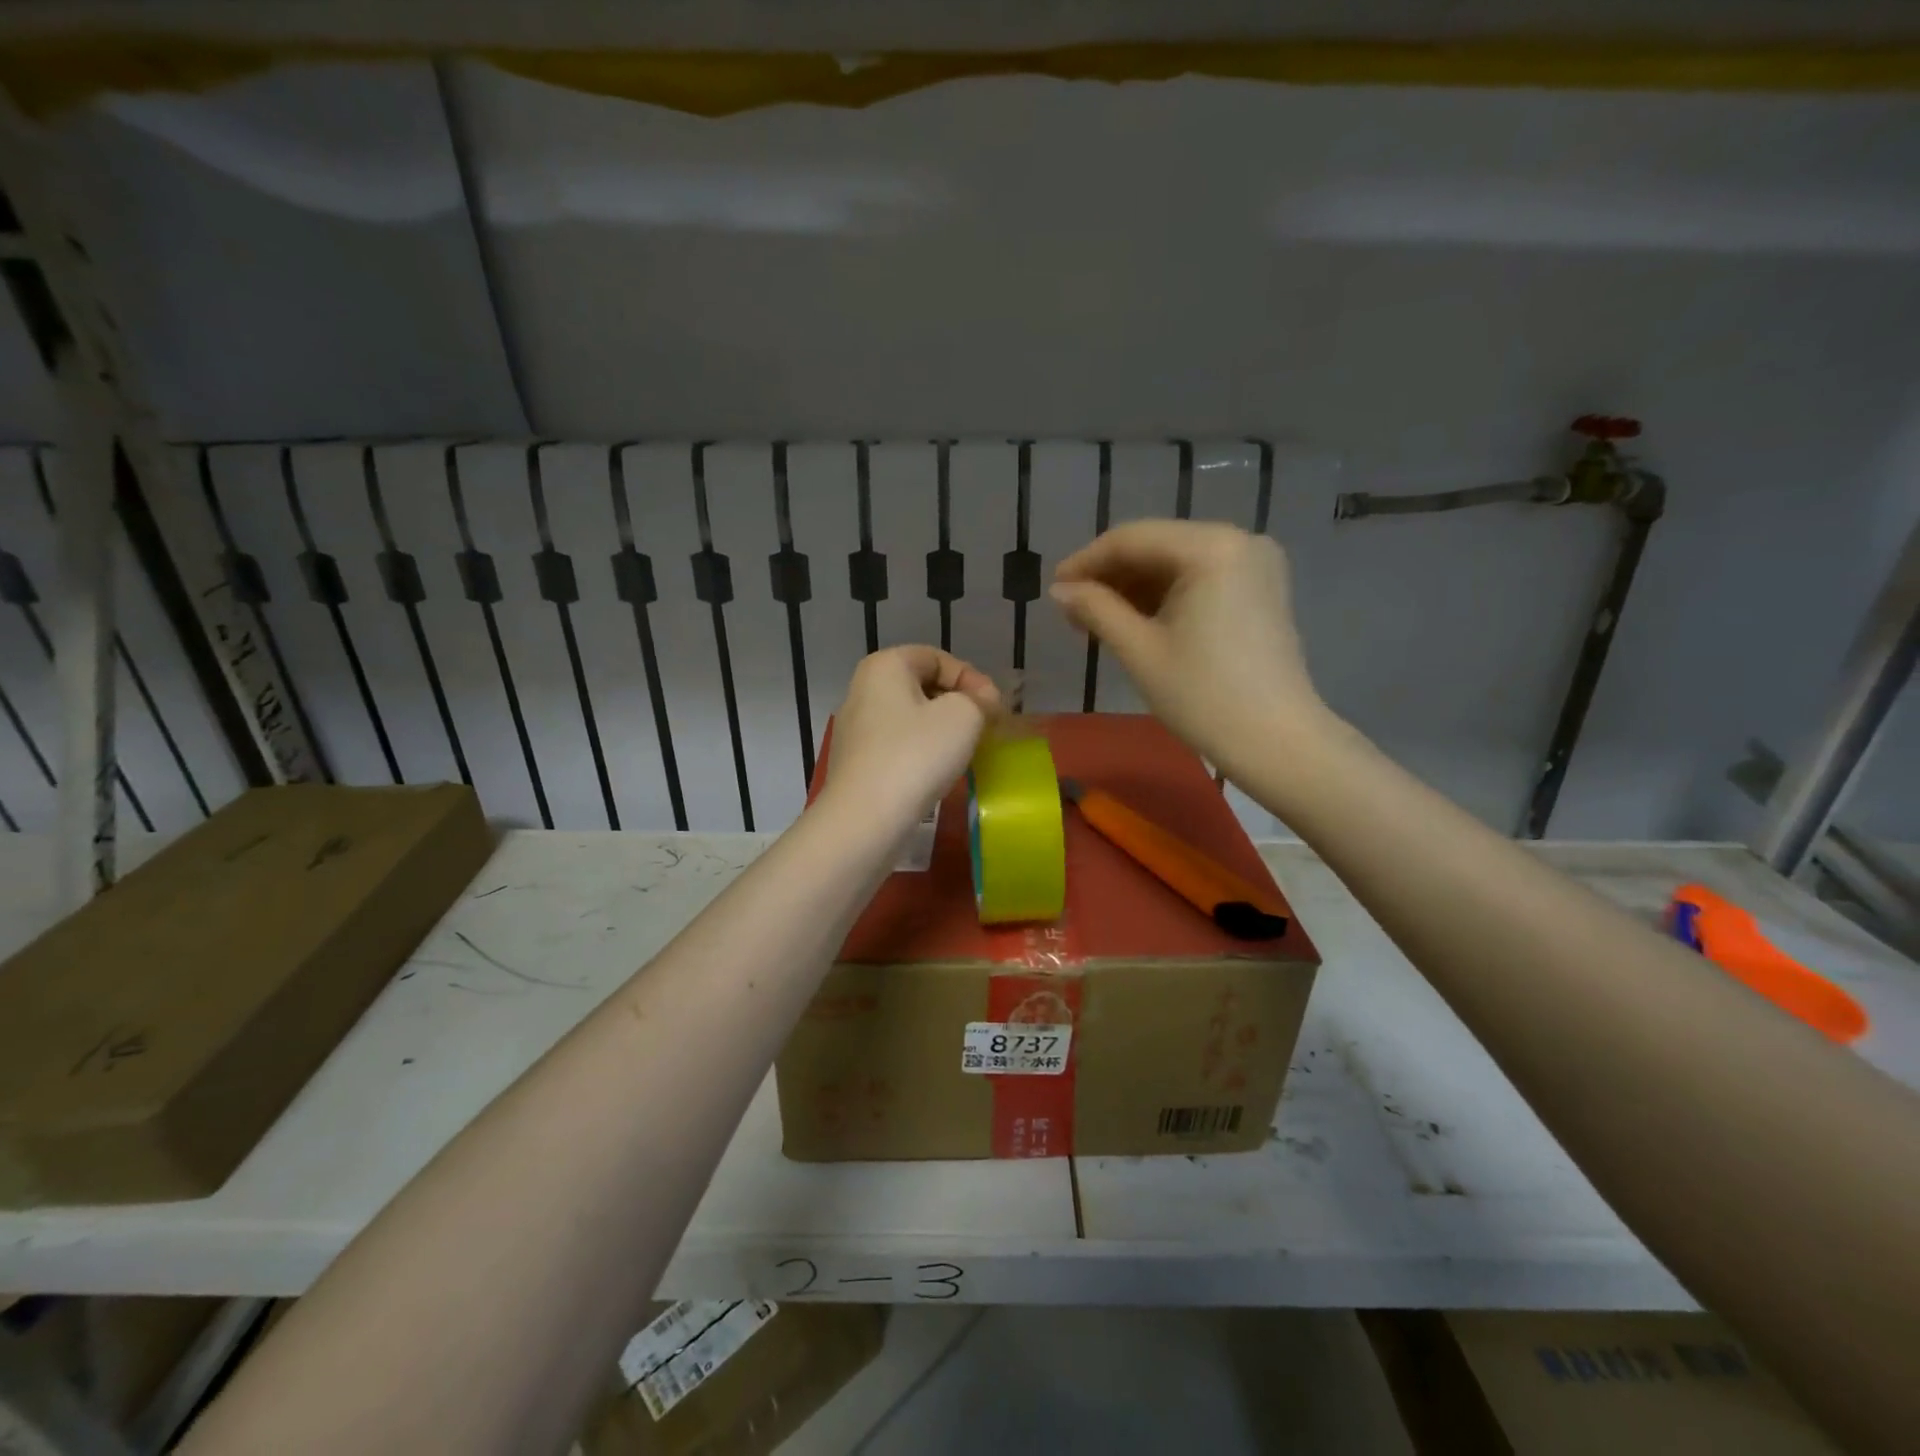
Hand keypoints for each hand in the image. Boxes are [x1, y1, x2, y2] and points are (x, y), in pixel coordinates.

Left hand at [820, 646, 1001, 830]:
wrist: (866, 819)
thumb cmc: (916, 755)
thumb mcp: (963, 716)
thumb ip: (980, 699)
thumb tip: (983, 702)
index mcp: (884, 666)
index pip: (937, 658)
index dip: (972, 678)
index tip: (994, 708)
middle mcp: (863, 690)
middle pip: (922, 686)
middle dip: (958, 703)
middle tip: (986, 727)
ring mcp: (856, 729)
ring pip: (911, 718)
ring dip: (943, 730)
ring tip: (967, 750)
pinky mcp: (857, 763)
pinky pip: (899, 746)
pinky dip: (923, 752)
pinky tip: (939, 772)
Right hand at [1051, 520, 1325, 772]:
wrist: (1276, 742)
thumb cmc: (1203, 696)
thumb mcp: (1139, 650)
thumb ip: (1095, 609)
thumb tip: (1059, 590)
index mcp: (1211, 547)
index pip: (1132, 539)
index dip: (1086, 562)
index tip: (1053, 589)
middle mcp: (1239, 540)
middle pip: (1156, 546)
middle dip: (1111, 576)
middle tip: (1072, 610)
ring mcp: (1255, 562)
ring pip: (1177, 562)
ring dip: (1135, 587)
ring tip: (1098, 620)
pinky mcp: (1261, 587)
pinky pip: (1201, 577)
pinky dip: (1166, 595)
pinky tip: (1137, 620)